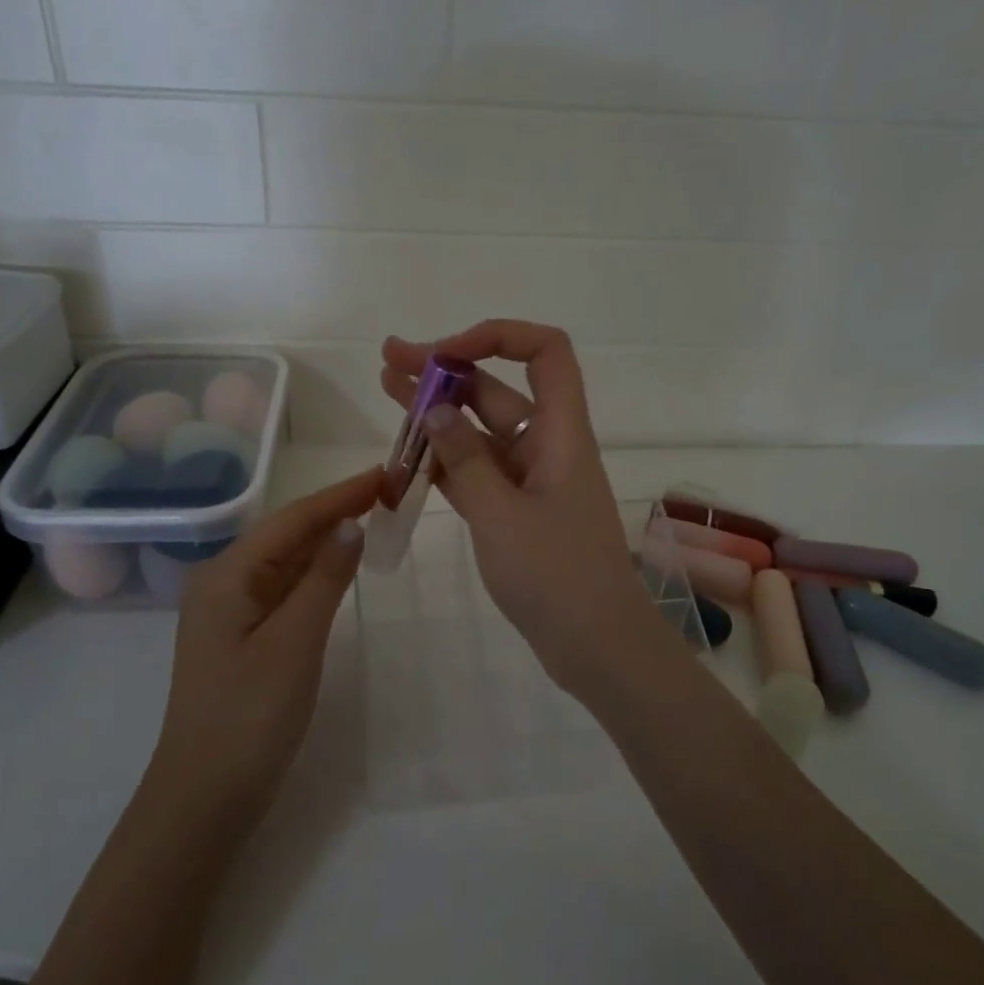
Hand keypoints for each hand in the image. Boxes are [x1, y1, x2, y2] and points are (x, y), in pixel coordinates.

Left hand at [151, 468, 379, 830]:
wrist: (204, 798)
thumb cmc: (249, 717)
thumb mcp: (295, 643)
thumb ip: (324, 579)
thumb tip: (349, 524)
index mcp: (227, 575)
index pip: (292, 519)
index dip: (340, 494)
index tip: (383, 473)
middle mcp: (222, 582)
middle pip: (286, 534)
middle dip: (335, 511)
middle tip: (387, 492)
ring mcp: (229, 610)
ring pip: (285, 560)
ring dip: (327, 539)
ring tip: (373, 516)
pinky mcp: (241, 635)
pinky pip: (282, 589)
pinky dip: (315, 573)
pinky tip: (339, 566)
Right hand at [381, 321, 670, 694]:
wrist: (597, 647)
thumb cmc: (556, 576)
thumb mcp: (500, 514)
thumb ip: (464, 459)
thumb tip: (436, 409)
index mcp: (560, 433)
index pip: (546, 353)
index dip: (497, 337)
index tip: (443, 354)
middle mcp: (547, 446)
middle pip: (499, 390)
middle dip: (446, 370)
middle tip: (389, 360)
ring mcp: (532, 481)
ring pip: (482, 433)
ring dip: (438, 414)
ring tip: (386, 390)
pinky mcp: (518, 513)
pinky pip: (478, 473)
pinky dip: (446, 462)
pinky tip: (406, 457)